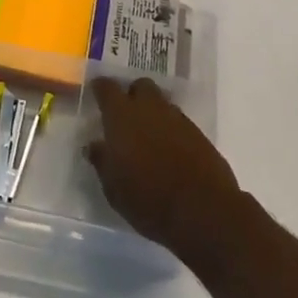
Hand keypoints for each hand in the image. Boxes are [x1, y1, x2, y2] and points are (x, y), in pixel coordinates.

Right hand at [85, 77, 243, 255]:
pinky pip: (179, 122)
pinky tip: (168, 151)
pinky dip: (170, 130)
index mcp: (122, 116)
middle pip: (140, 86)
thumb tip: (94, 146)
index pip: (107, 88)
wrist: (203, 211)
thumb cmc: (148, 199)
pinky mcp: (199, 134)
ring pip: (162, 103)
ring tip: (147, 137)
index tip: (96, 93)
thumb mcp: (113, 187)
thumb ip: (102, 161)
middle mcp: (150, 108)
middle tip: (125, 116)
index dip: (100, 88)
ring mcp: (178, 119)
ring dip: (153, 113)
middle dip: (132, 95)